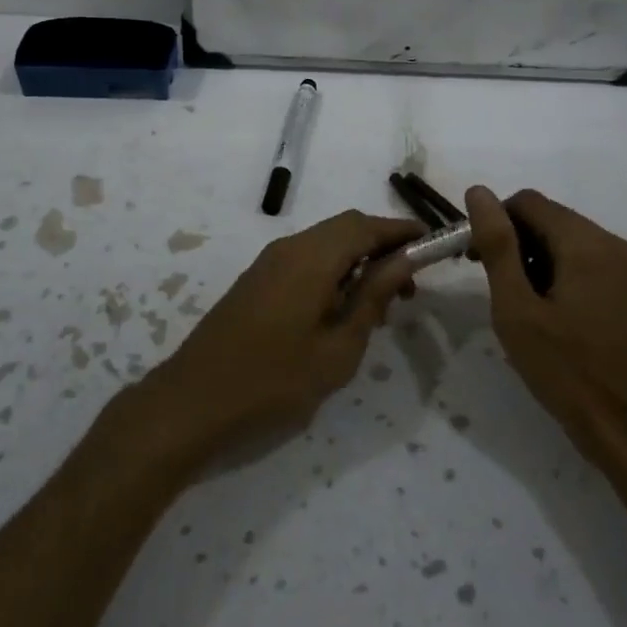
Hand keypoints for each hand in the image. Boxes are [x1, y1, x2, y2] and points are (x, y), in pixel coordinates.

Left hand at [140, 210, 423, 457]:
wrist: (193, 400)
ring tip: (380, 307)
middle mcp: (289, 247)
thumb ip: (372, 297)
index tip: (433, 246)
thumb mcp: (337, 348)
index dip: (402, 231)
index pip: (366, 226)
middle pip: (346, 228)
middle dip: (382, 247)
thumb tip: (403, 261)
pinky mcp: (258, 279)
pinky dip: (333, 272)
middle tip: (410, 286)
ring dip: (357, 261)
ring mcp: (269, 262)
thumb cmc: (273, 381)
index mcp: (311, 257)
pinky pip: (306, 260)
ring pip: (325, 244)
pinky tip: (342, 312)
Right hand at [466, 186, 626, 488]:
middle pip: (551, 219)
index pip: (528, 202)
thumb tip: (478, 192)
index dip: (494, 222)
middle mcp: (615, 245)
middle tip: (494, 287)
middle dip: (515, 242)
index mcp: (587, 244)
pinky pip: (589, 263)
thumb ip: (497, 246)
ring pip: (569, 242)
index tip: (474, 261)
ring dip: (536, 259)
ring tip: (522, 307)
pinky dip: (562, 274)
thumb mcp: (518, 310)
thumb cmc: (570, 373)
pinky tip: (552, 316)